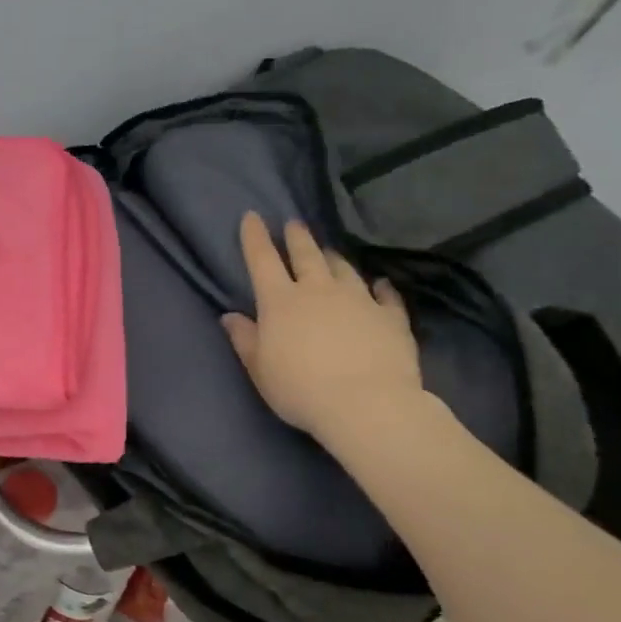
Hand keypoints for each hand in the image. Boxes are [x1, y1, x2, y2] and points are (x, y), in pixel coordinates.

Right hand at [221, 211, 423, 445]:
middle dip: (297, 238)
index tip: (252, 216)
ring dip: (333, 259)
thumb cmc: (300, 388)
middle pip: (306, 255)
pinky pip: (386, 296)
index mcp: (280, 301)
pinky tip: (381, 283)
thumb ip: (245, 339)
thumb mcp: (259, 369)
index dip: (255, 237)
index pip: (262, 260)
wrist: (366, 404)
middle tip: (294, 224)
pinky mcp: (390, 317)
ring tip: (329, 252)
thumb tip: (229, 316)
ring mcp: (358, 300)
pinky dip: (381, 287)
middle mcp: (318, 290)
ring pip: (343, 269)